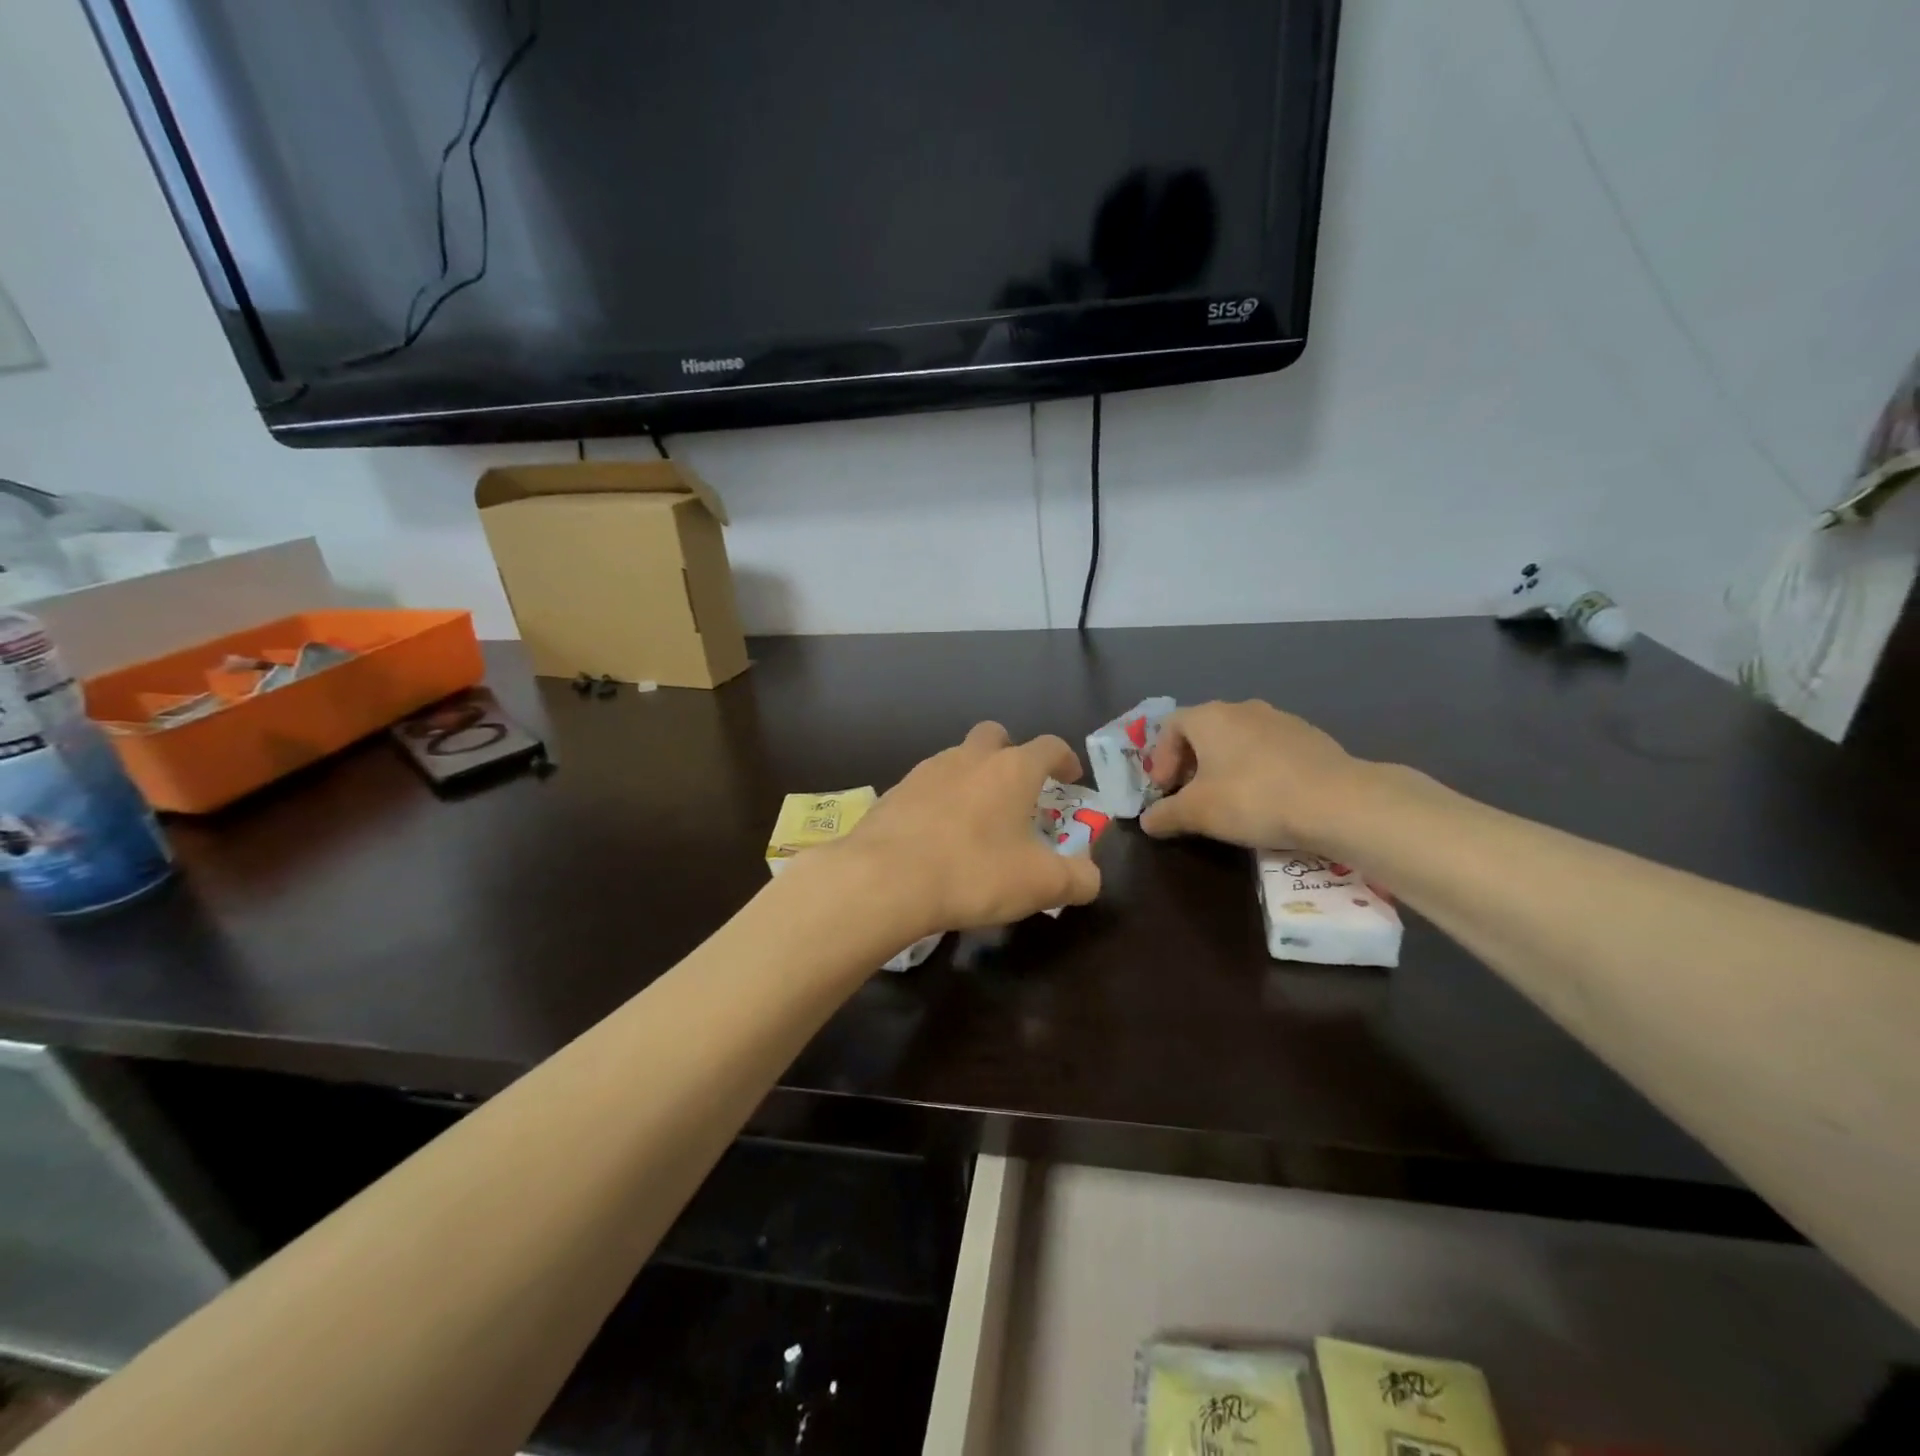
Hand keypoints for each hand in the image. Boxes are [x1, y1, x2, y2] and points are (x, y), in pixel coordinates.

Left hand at [839, 722, 1101, 935]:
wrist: (884, 878)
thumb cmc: (974, 872)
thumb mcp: (1041, 885)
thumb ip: (1078, 879)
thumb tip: (1090, 877)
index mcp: (1012, 770)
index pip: (1049, 746)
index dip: (1064, 759)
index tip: (1070, 778)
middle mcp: (969, 758)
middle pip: (995, 736)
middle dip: (1010, 754)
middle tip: (1017, 789)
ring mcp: (926, 771)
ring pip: (957, 759)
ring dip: (972, 778)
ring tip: (975, 819)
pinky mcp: (894, 792)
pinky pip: (926, 787)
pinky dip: (938, 802)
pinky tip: (936, 836)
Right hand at [1139, 700, 1373, 850]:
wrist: (1338, 802)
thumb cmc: (1253, 799)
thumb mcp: (1197, 813)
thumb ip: (1165, 815)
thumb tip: (1147, 820)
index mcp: (1209, 717)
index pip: (1169, 726)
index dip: (1160, 759)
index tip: (1165, 791)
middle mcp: (1242, 709)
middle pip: (1203, 731)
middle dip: (1191, 763)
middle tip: (1191, 796)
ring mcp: (1280, 720)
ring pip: (1238, 740)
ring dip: (1224, 766)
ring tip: (1229, 800)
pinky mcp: (1310, 738)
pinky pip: (1269, 750)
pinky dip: (1257, 769)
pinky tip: (1267, 799)